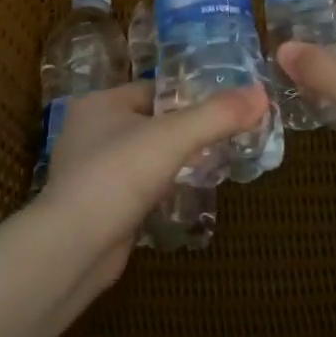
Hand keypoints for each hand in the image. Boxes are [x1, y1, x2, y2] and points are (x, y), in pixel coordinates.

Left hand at [39, 80, 268, 283]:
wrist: (74, 247)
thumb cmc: (119, 176)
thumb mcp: (174, 137)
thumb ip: (218, 115)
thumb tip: (262, 93)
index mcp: (99, 103)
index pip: (153, 90)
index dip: (189, 98)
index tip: (224, 112)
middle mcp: (89, 131)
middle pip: (150, 122)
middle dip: (184, 132)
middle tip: (223, 141)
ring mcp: (90, 170)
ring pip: (143, 156)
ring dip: (172, 163)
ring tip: (209, 168)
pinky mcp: (97, 204)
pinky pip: (136, 187)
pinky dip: (158, 189)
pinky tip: (181, 197)